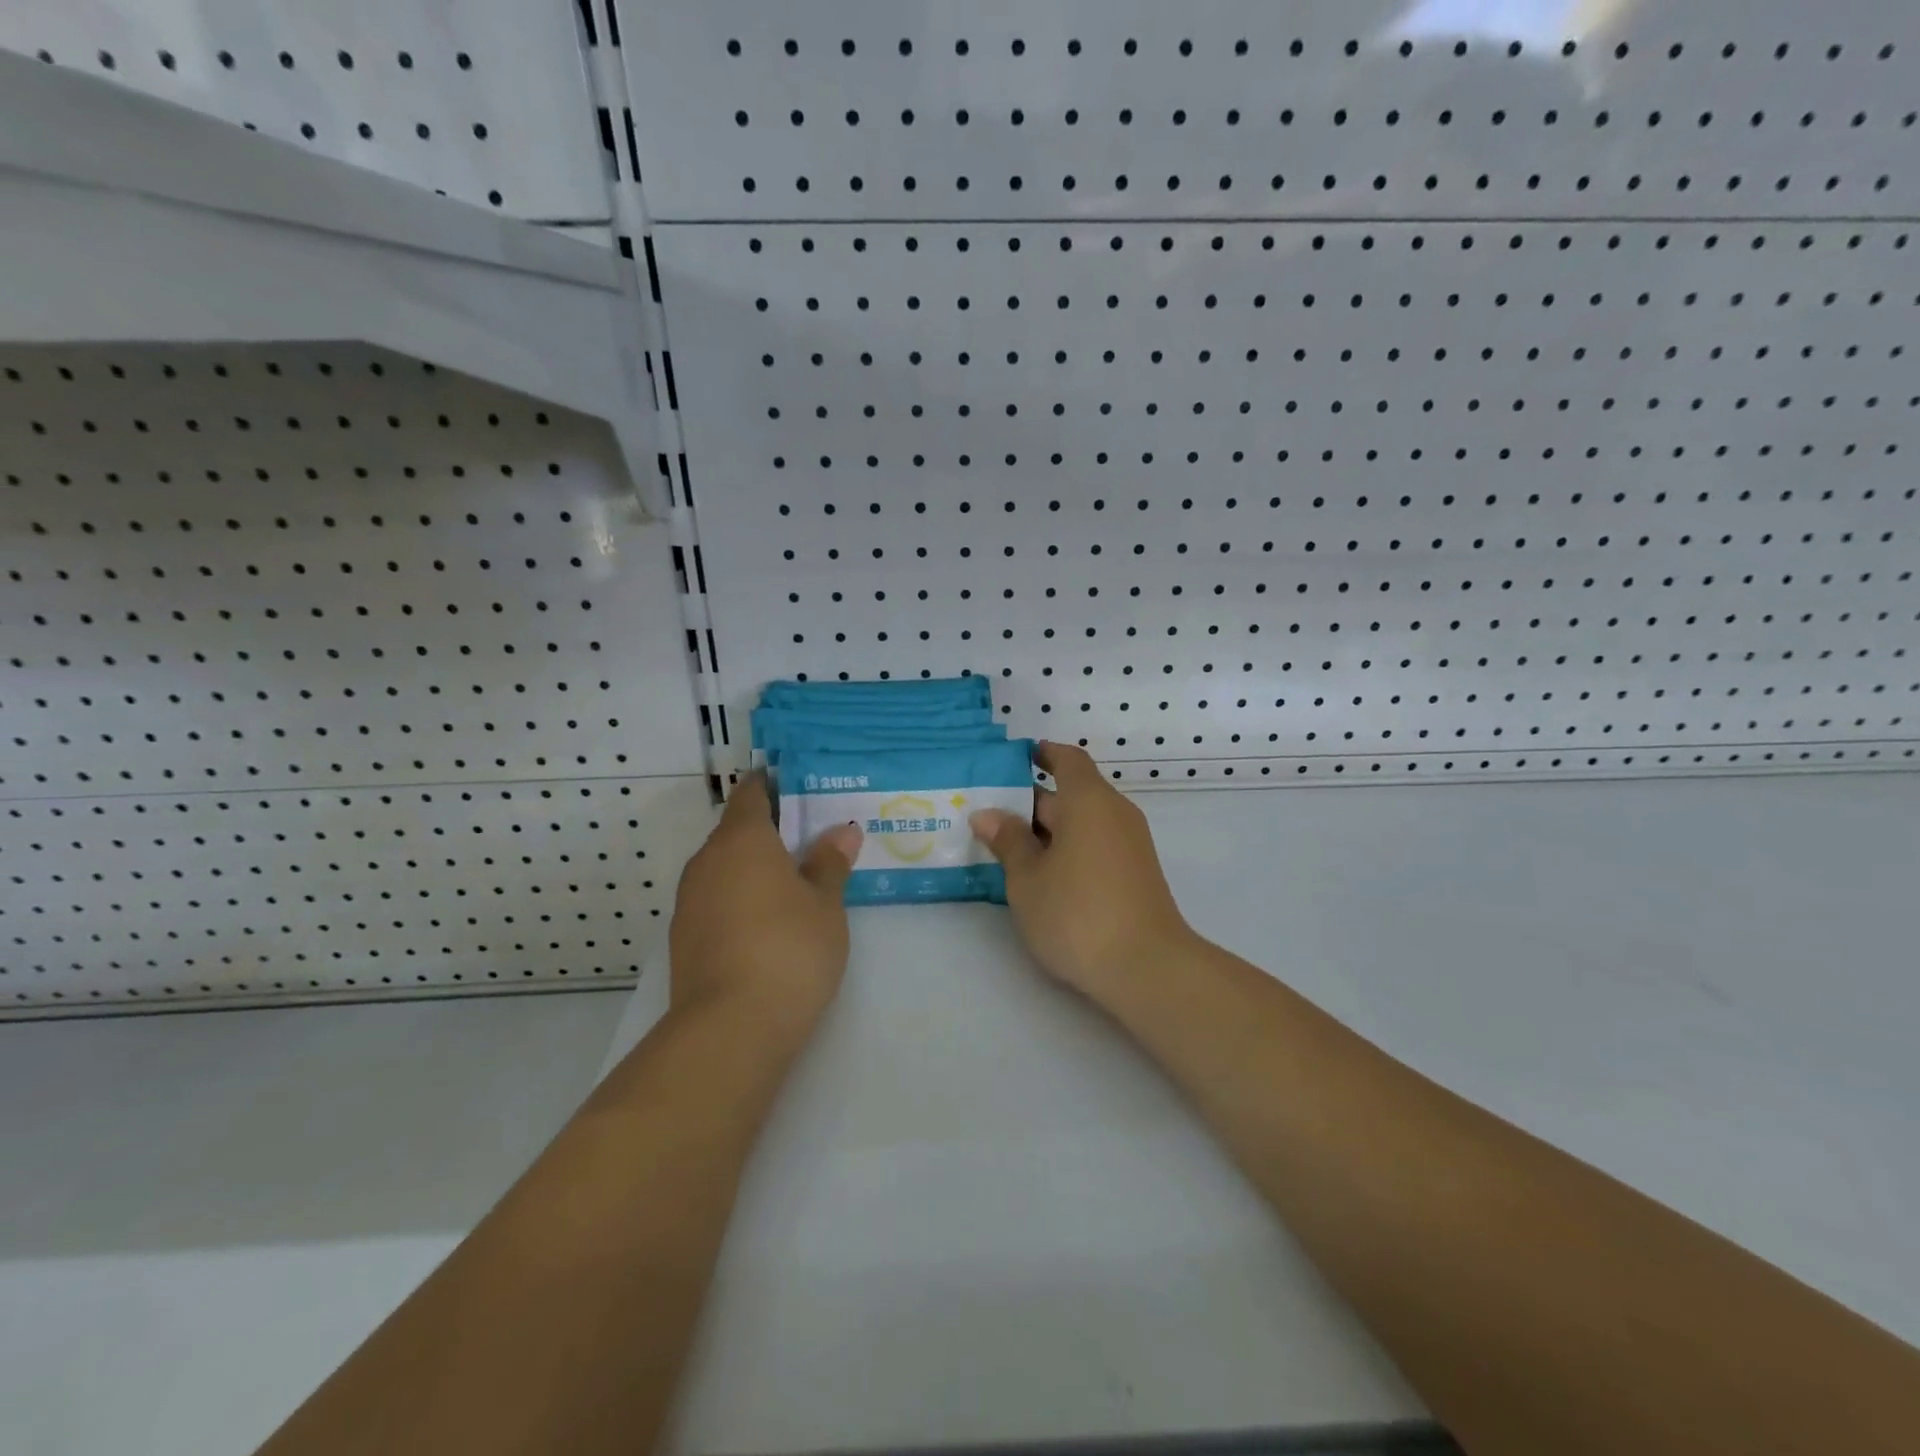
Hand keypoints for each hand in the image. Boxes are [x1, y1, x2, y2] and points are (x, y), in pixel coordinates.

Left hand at [669, 773, 862, 1038]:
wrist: (730, 1029)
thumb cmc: (789, 950)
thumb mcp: (826, 905)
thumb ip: (831, 863)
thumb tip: (842, 831)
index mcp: (742, 840)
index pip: (751, 793)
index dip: (773, 785)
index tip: (799, 788)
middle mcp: (707, 861)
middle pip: (737, 831)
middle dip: (770, 832)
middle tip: (812, 840)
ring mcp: (690, 901)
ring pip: (725, 868)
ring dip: (754, 869)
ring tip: (795, 883)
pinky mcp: (684, 937)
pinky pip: (716, 900)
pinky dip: (740, 899)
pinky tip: (768, 923)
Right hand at [970, 742, 1193, 1001]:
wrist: (1147, 968)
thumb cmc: (1078, 914)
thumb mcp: (1028, 878)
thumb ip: (1008, 841)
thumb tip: (988, 814)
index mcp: (1089, 801)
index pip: (1067, 759)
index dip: (1042, 754)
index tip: (1015, 759)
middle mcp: (1115, 813)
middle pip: (1072, 792)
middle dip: (1031, 801)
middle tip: (988, 814)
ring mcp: (1130, 844)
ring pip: (1082, 822)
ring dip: (1047, 829)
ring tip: (1005, 846)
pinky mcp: (1135, 873)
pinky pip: (1095, 844)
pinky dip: (1067, 848)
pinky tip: (1040, 874)